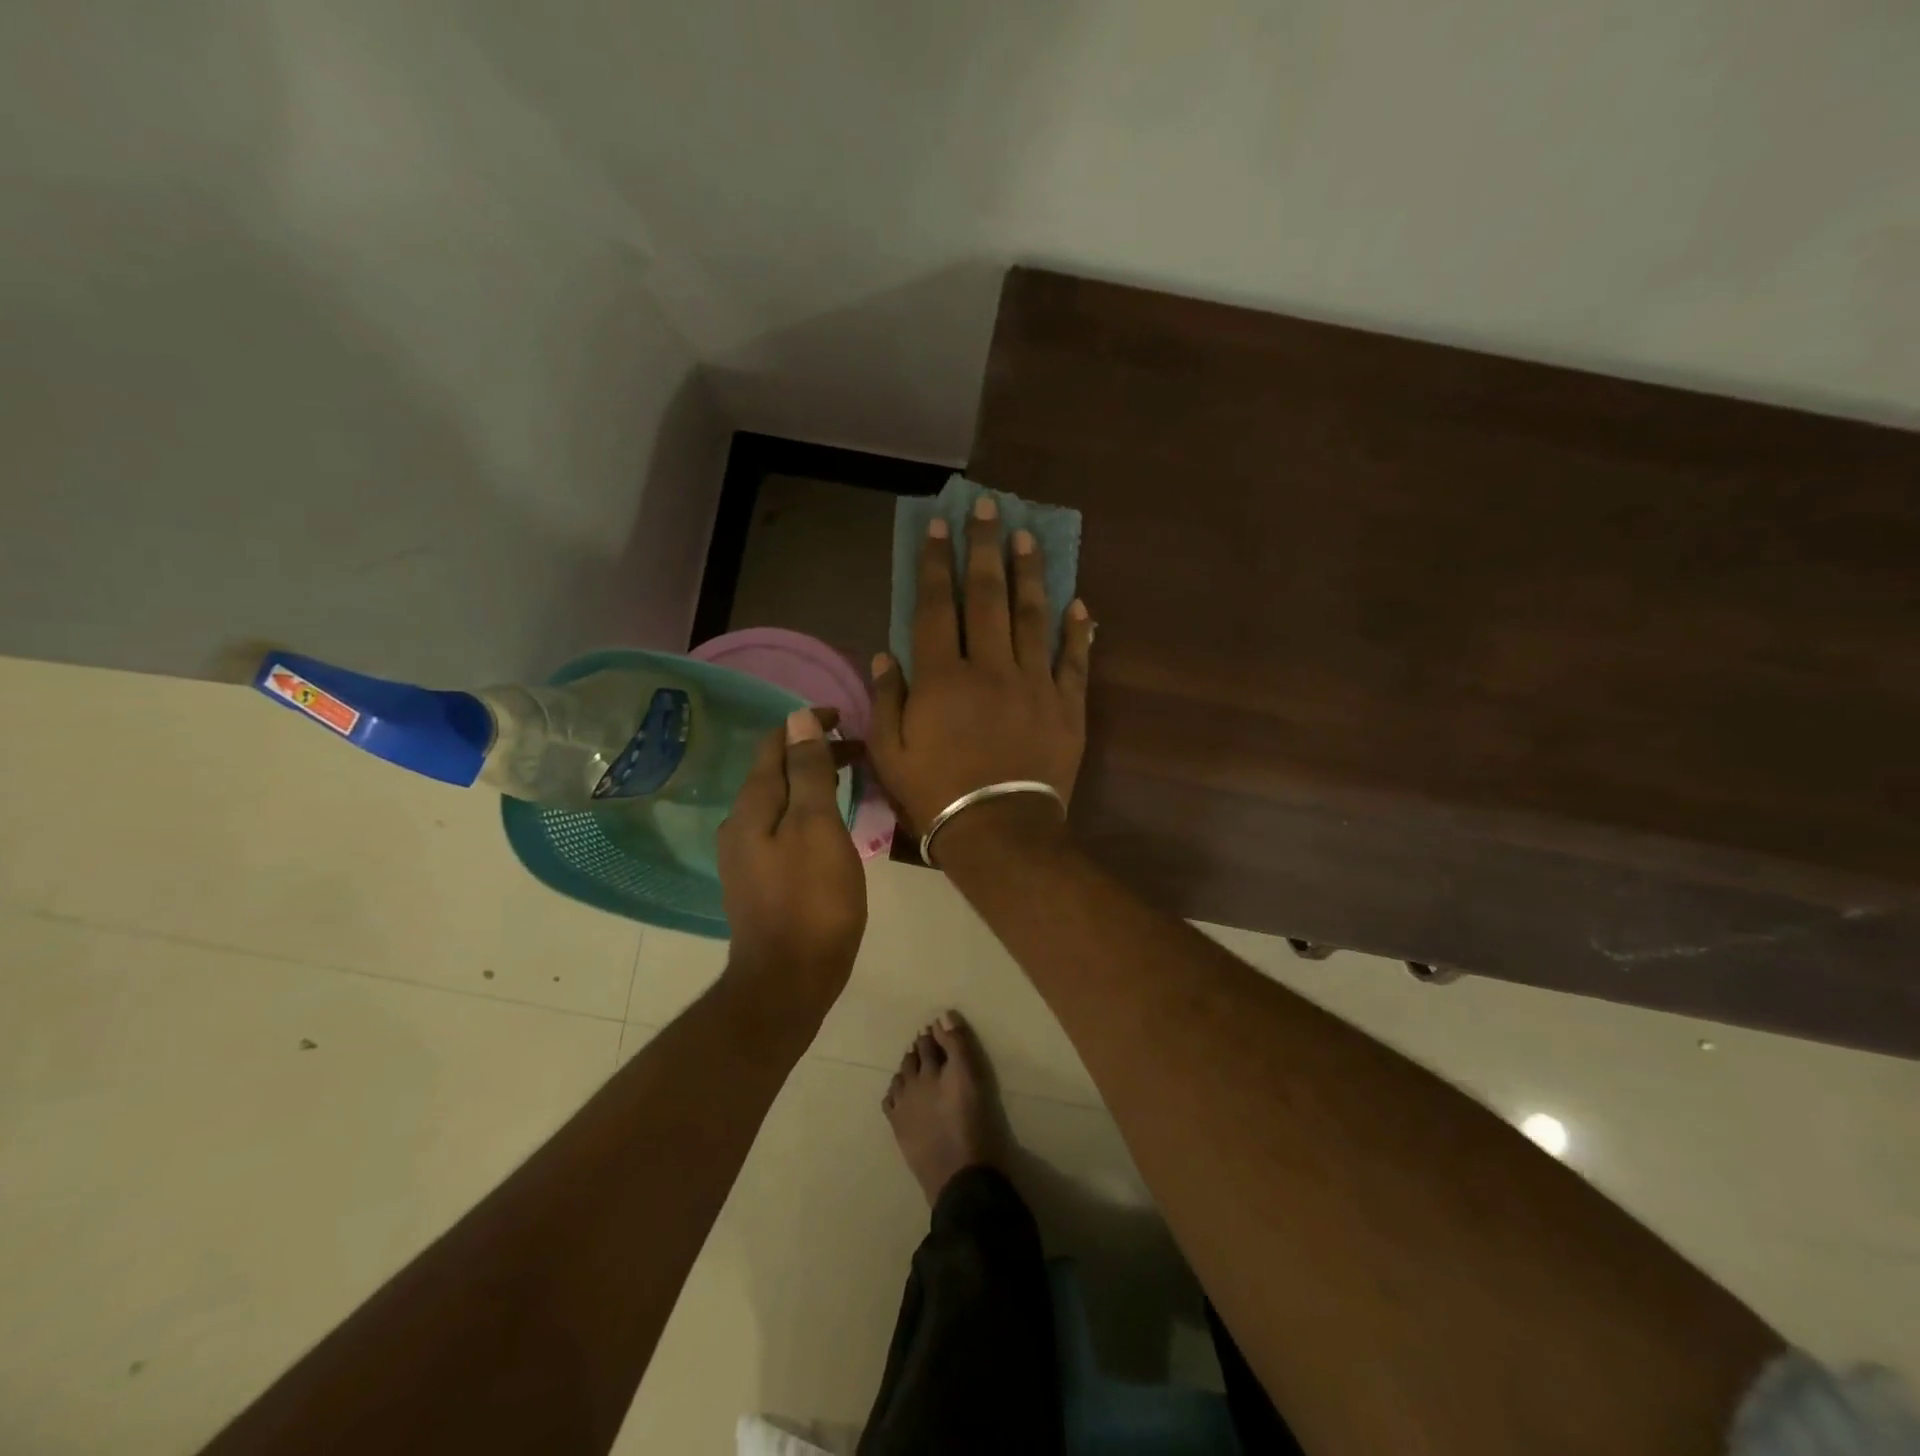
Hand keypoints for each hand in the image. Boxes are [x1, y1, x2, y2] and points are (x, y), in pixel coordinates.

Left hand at [717, 707, 866, 1011]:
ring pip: (781, 802)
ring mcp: (747, 855)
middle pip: (776, 772)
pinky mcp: (760, 880)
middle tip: (859, 752)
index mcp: (752, 807)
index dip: (807, 725)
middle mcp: (740, 825)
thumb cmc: (811, 900)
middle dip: (814, 753)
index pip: (774, 745)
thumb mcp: (817, 827)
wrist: (789, 980)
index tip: (845, 719)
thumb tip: (798, 720)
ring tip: (849, 782)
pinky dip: (807, 812)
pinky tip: (830, 826)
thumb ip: (808, 772)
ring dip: (812, 783)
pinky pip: (783, 829)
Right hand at [869, 496, 1093, 849]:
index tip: (939, 526)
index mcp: (943, 677)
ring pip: (1033, 616)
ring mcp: (1035, 683)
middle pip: (988, 596)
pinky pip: (1075, 660)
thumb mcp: (890, 752)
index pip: (938, 605)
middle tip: (989, 507)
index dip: (937, 563)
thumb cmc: (936, 794)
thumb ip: (887, 698)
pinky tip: (1079, 603)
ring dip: (1030, 573)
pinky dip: (1078, 631)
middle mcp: (991, 667)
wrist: (1000, 832)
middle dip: (985, 547)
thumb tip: (885, 653)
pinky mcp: (1067, 705)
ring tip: (1028, 537)